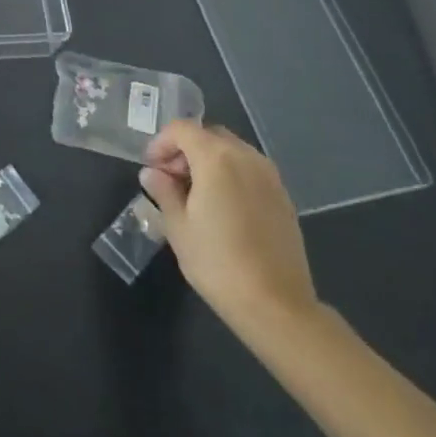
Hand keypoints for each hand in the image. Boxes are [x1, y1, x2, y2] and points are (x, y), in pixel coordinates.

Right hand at [140, 120, 319, 332]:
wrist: (277, 306)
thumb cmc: (218, 263)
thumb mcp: (178, 227)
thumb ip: (163, 191)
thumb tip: (152, 173)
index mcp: (216, 158)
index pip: (182, 129)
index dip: (161, 143)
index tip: (151, 168)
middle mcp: (246, 157)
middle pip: (208, 135)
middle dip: (185, 150)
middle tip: (171, 179)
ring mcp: (270, 176)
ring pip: (232, 150)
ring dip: (209, 160)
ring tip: (196, 194)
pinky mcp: (283, 197)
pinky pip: (250, 170)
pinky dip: (231, 174)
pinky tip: (223, 207)